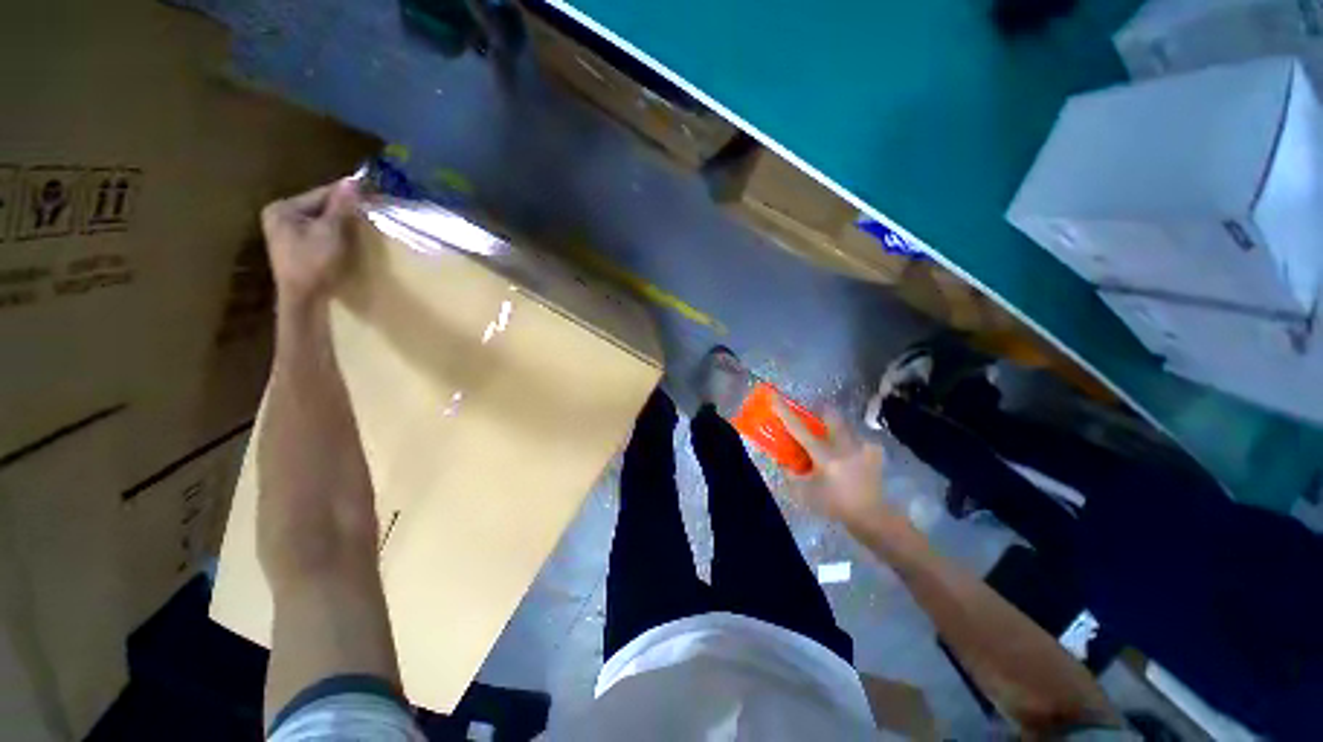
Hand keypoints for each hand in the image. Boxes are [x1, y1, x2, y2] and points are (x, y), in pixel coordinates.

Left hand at [261, 179, 359, 307]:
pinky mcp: (293, 246)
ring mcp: (284, 232)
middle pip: (319, 206)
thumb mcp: (330, 232)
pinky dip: (331, 233)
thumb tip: (353, 181)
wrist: (303, 299)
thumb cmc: (314, 264)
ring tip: (359, 227)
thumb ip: (340, 206)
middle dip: (341, 210)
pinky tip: (344, 240)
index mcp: (283, 208)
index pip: (321, 194)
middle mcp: (279, 215)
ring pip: (319, 219)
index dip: (346, 197)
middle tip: (367, 215)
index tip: (370, 197)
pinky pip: (317, 231)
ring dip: (338, 222)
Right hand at [774, 399, 898, 533]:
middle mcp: (844, 446)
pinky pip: (858, 438)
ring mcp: (863, 446)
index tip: (775, 397)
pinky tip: (851, 457)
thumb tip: (782, 461)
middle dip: (821, 412)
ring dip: (836, 430)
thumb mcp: (805, 492)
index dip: (785, 412)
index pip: (799, 429)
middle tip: (815, 419)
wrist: (871, 516)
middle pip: (831, 415)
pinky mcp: (874, 451)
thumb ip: (791, 474)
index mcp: (825, 456)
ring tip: (834, 445)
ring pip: (845, 425)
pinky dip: (851, 444)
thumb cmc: (834, 504)